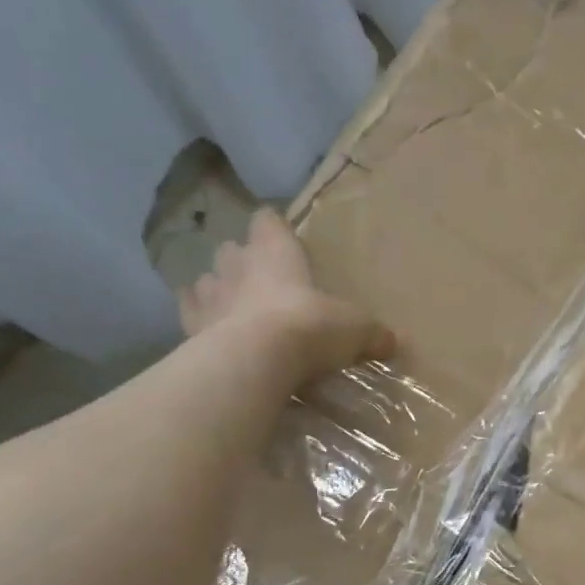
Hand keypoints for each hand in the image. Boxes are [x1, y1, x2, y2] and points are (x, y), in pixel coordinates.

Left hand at [179, 208, 393, 384]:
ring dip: (217, 289)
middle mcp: (238, 266)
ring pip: (206, 280)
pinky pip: (189, 316)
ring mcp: (210, 296)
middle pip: (232, 249)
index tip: (278, 231)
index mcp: (276, 253)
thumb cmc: (310, 327)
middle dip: (242, 260)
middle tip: (259, 277)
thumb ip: (372, 333)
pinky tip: (206, 331)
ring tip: (231, 305)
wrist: (255, 361)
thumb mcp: (355, 329)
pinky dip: (197, 320)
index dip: (273, 226)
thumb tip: (394, 341)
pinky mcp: (190, 328)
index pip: (268, 222)